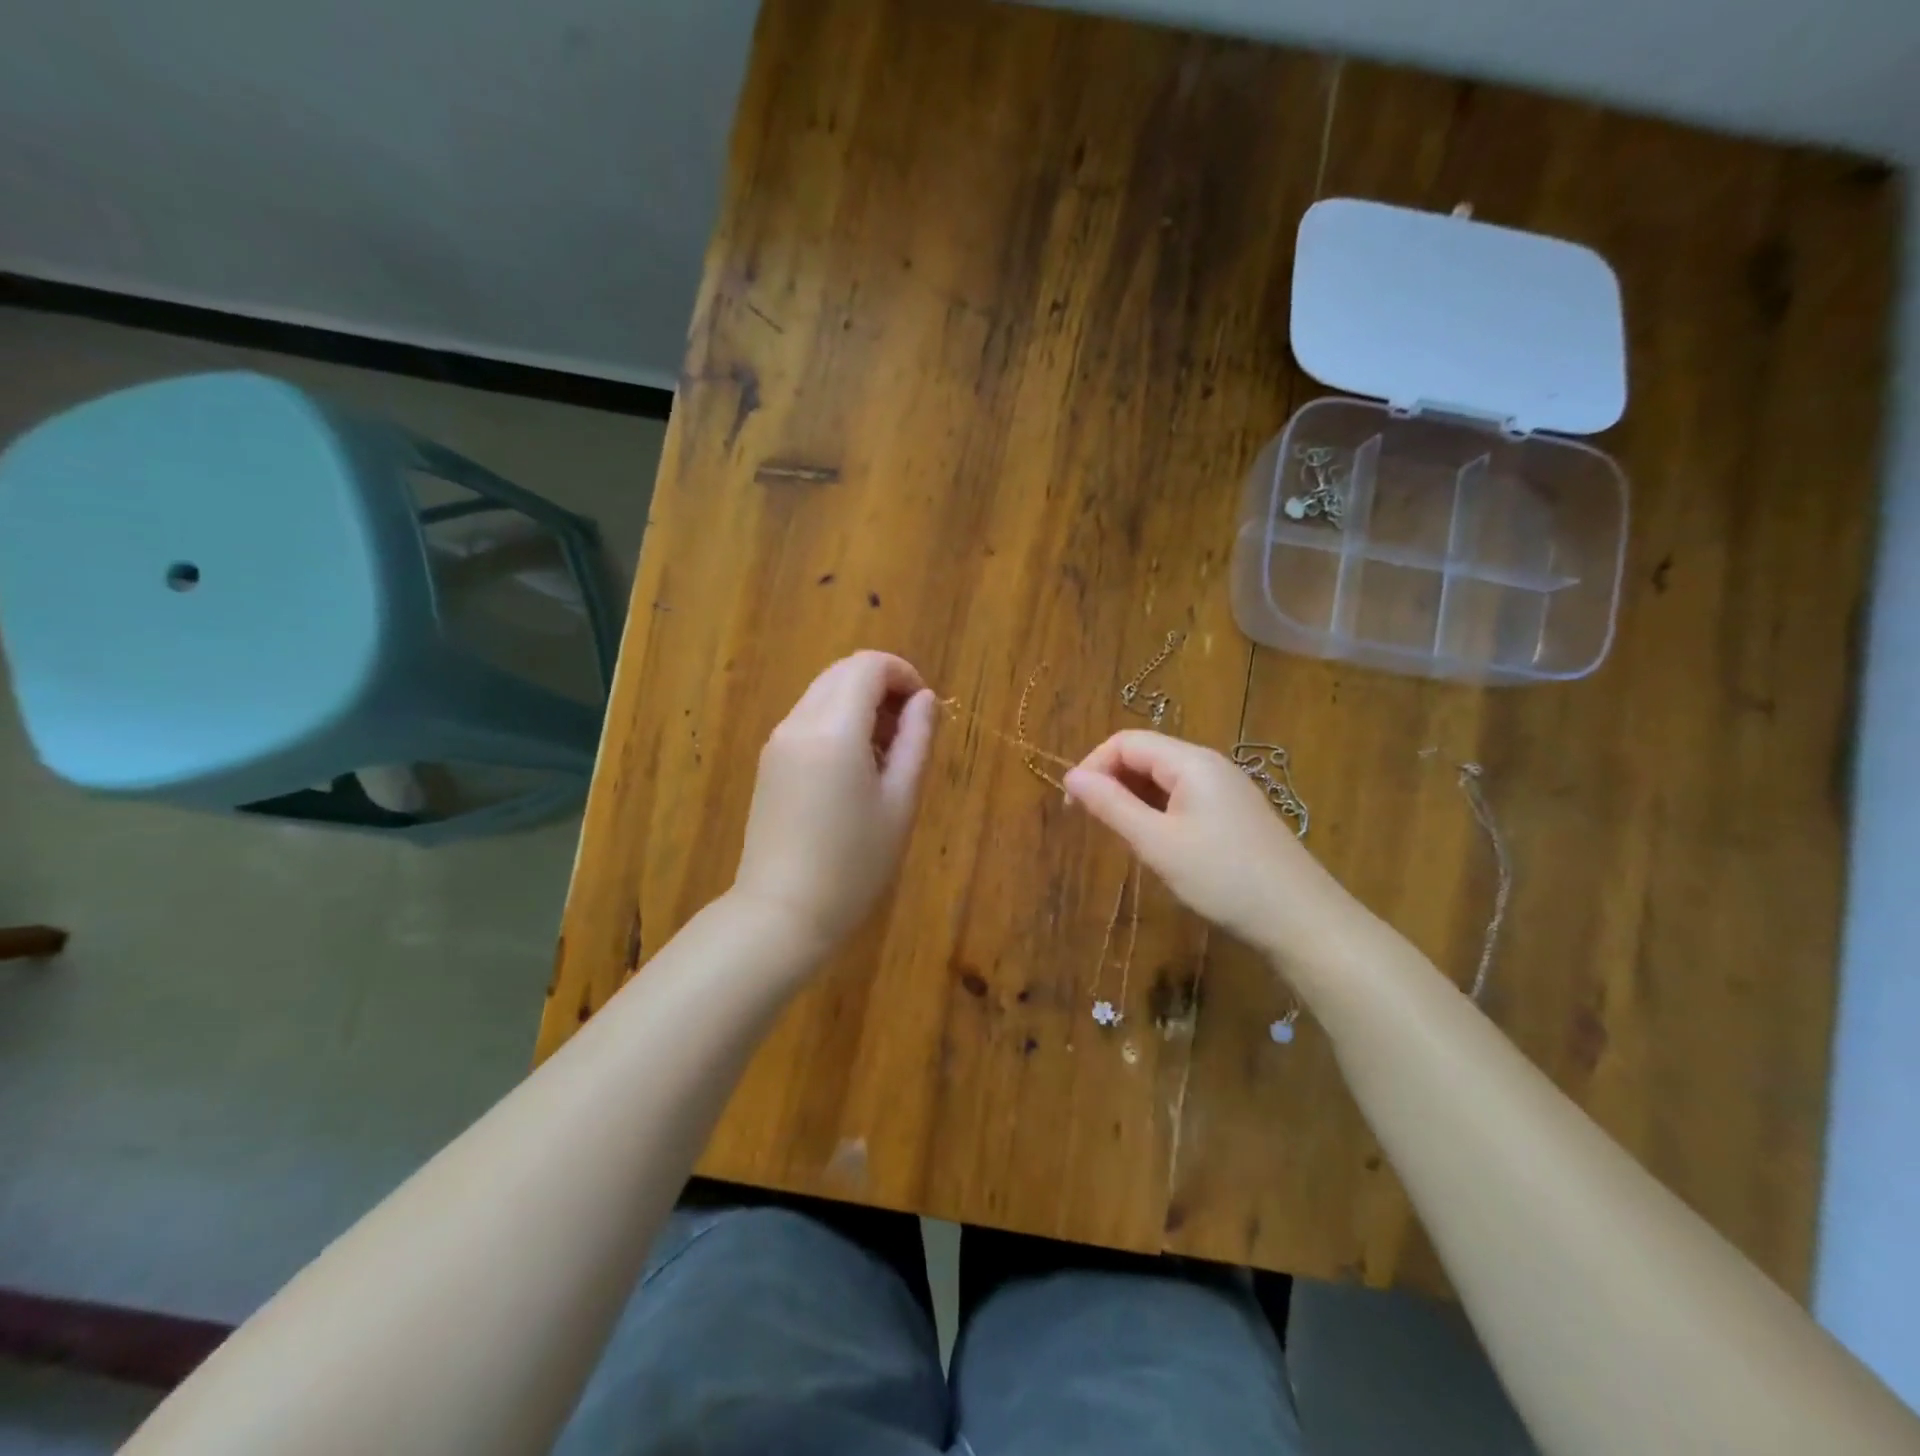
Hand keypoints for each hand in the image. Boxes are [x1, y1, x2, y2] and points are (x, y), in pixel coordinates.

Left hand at [732, 651, 937, 950]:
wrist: (783, 913)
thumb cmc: (854, 864)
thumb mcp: (900, 802)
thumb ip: (916, 741)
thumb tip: (925, 699)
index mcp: (833, 729)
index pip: (868, 666)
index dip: (904, 674)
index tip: (925, 710)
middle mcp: (799, 722)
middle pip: (843, 672)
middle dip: (882, 686)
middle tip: (909, 733)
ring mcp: (778, 741)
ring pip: (824, 693)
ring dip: (860, 704)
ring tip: (885, 756)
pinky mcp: (769, 761)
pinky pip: (808, 719)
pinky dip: (837, 722)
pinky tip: (854, 769)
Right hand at [1064, 730, 1360, 958]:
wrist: (1301, 919)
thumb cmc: (1222, 878)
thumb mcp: (1157, 843)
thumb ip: (1111, 806)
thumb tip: (1071, 776)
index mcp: (1191, 761)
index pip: (1126, 741)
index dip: (1093, 765)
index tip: (1072, 805)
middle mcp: (1209, 765)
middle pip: (1146, 755)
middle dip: (1111, 781)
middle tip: (1092, 823)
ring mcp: (1225, 789)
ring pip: (1163, 778)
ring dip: (1134, 798)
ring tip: (1122, 837)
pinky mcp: (1234, 813)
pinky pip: (1183, 797)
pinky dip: (1158, 811)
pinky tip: (1157, 844)